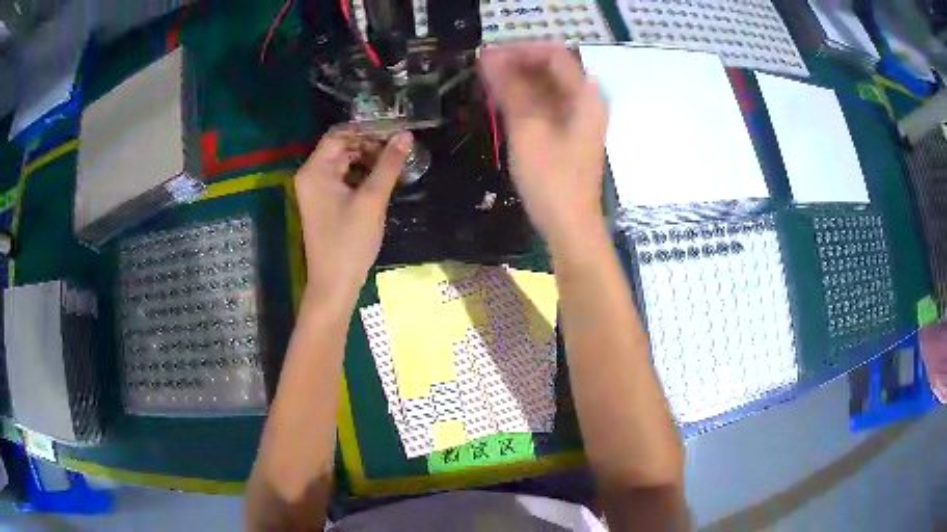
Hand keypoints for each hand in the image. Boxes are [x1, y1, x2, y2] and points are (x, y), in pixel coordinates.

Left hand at [294, 129, 411, 303]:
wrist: (335, 284)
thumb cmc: (349, 241)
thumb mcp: (372, 200)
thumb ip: (388, 164)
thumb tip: (406, 135)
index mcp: (315, 170)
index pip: (339, 134)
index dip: (367, 129)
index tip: (395, 130)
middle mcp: (312, 175)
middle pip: (342, 147)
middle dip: (370, 144)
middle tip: (400, 148)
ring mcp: (317, 190)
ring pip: (345, 163)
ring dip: (369, 159)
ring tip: (396, 162)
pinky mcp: (325, 203)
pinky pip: (344, 178)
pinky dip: (363, 175)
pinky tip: (384, 178)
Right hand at [480, 45, 607, 251]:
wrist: (570, 226)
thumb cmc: (551, 180)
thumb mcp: (528, 130)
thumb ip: (510, 90)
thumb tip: (488, 58)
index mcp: (584, 96)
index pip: (554, 54)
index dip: (521, 50)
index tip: (489, 56)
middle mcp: (586, 102)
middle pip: (551, 69)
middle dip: (517, 64)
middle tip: (481, 69)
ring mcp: (578, 119)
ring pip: (547, 87)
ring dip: (518, 81)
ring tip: (485, 83)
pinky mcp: (568, 134)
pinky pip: (545, 106)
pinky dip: (524, 100)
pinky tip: (500, 102)